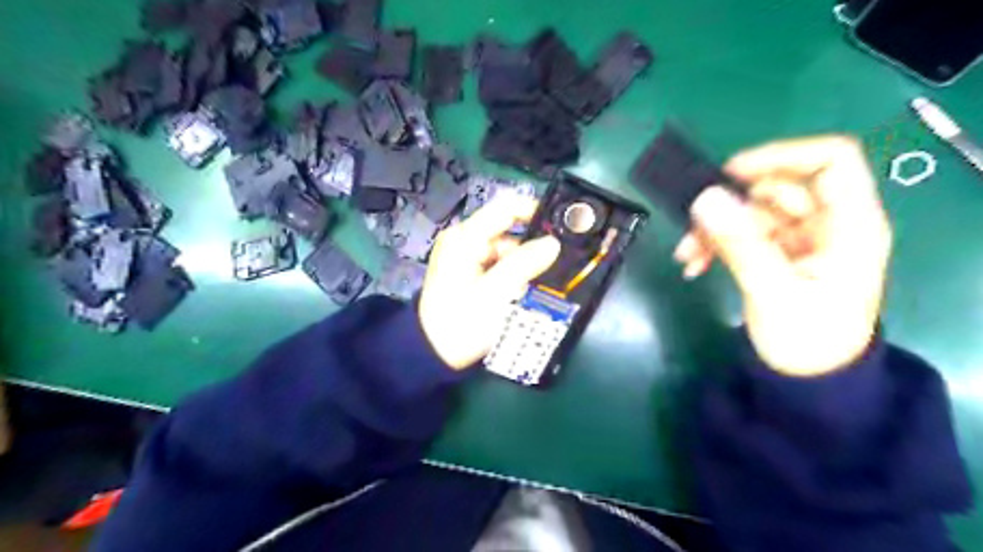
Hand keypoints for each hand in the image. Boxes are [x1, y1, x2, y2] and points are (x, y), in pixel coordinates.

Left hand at [420, 194, 559, 371]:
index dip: (535, 211)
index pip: (506, 208)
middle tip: (555, 264)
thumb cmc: (461, 323)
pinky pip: (499, 264)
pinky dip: (513, 274)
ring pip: (507, 250)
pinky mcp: (469, 272)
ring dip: (524, 264)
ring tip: (540, 283)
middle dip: (532, 246)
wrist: (433, 354)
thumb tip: (552, 243)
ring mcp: (466, 256)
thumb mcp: (495, 294)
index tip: (562, 226)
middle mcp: (464, 240)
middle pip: (508, 231)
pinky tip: (523, 290)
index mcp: (465, 238)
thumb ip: (524, 264)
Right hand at [676, 134, 891, 375]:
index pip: (831, 162)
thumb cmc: (805, 341)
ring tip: (686, 256)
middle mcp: (827, 224)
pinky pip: (741, 233)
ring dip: (714, 229)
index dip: (782, 156)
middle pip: (776, 189)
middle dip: (730, 206)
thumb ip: (740, 243)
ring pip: (750, 211)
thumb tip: (705, 198)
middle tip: (692, 228)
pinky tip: (694, 264)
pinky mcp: (776, 252)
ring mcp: (800, 238)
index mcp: (850, 226)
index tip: (731, 173)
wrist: (805, 381)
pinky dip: (715, 243)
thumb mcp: (772, 291)